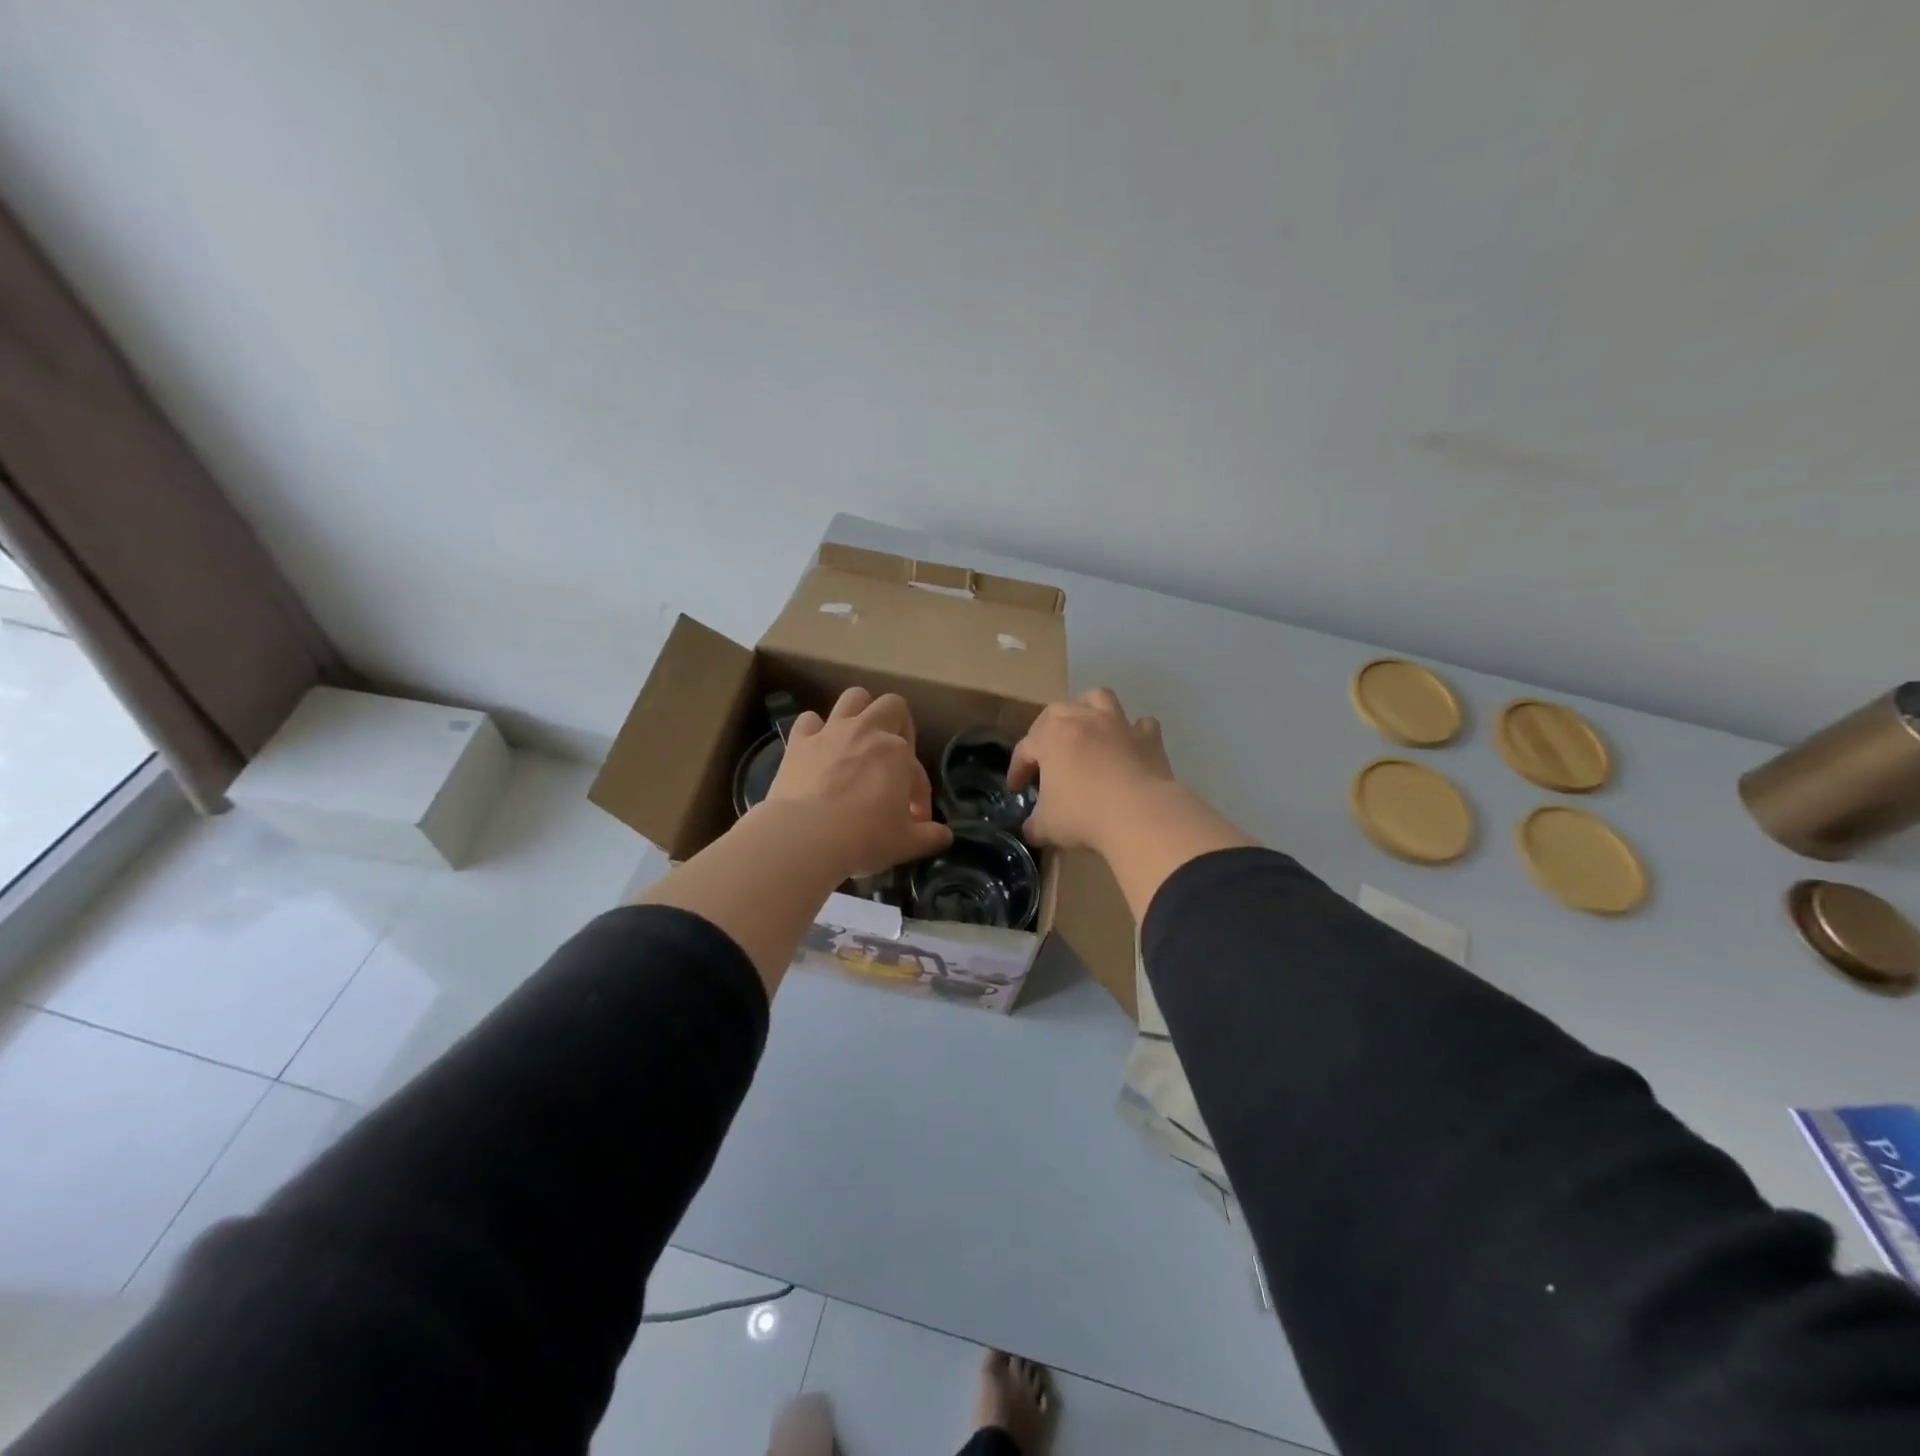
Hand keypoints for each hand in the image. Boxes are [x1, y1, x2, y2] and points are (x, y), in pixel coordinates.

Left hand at [766, 687, 952, 877]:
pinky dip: (815, 730)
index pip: (917, 771)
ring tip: (858, 739)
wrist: (805, 837)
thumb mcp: (906, 843)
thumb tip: (945, 835)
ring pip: (853, 698)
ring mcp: (831, 732)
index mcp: (898, 752)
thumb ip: (930, 836)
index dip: (919, 795)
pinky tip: (818, 749)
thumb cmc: (864, 838)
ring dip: (860, 713)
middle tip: (892, 757)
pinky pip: (809, 720)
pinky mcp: (800, 742)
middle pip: (892, 706)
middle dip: (897, 726)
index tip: (914, 820)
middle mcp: (867, 731)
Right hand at [1008, 689, 1176, 852]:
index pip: (1025, 749)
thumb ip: (1034, 824)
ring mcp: (1118, 724)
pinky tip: (1129, 748)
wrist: (1140, 815)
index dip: (1018, 770)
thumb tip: (1032, 829)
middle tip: (1048, 758)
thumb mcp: (1046, 826)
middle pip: (1057, 713)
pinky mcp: (1149, 738)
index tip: (1017, 789)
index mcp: (1051, 734)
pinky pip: (1141, 726)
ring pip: (1099, 699)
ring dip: (1089, 710)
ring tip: (1086, 732)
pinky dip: (1133, 733)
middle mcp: (1083, 718)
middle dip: (1047, 732)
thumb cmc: (1083, 814)